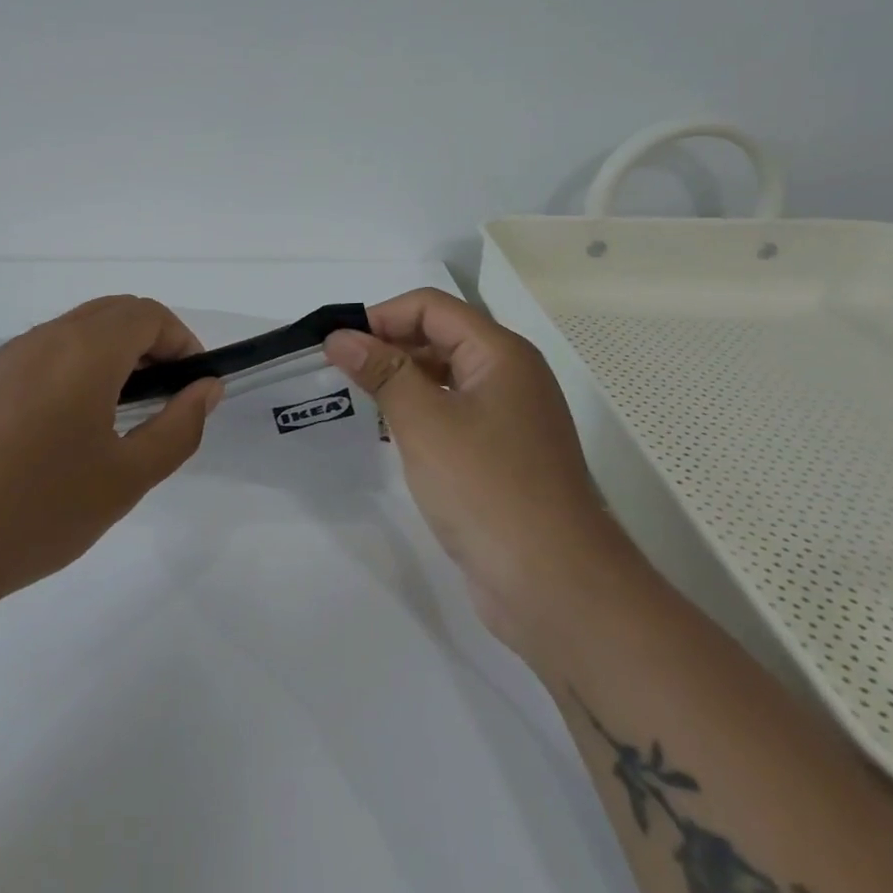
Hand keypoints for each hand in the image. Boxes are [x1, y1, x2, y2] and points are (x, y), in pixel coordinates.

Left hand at [0, 295, 222, 607]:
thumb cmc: (38, 511)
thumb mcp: (126, 478)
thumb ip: (178, 427)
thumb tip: (204, 389)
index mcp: (83, 351)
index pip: (148, 314)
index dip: (182, 341)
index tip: (192, 386)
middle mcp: (43, 339)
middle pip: (112, 313)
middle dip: (150, 343)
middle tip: (164, 398)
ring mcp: (4, 358)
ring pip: (74, 331)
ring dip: (111, 354)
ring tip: (119, 414)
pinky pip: (41, 354)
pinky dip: (73, 368)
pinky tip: (65, 428)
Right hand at [324, 288, 600, 647]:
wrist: (554, 584)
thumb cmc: (487, 488)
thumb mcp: (425, 422)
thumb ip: (382, 372)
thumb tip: (340, 336)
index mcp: (501, 353)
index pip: (432, 308)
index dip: (382, 317)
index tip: (338, 345)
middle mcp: (510, 376)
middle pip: (440, 337)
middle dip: (388, 347)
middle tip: (339, 373)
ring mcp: (509, 418)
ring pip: (445, 378)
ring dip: (401, 381)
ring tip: (356, 400)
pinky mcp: (502, 456)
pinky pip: (453, 415)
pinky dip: (419, 414)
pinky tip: (389, 436)